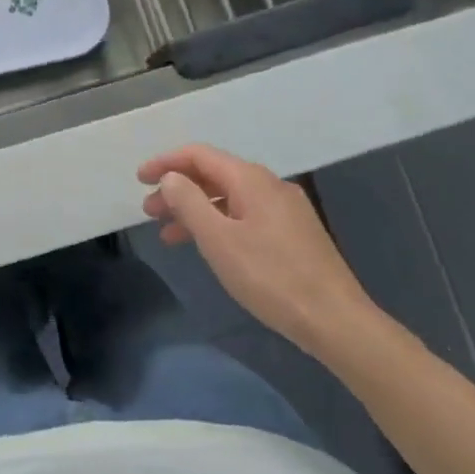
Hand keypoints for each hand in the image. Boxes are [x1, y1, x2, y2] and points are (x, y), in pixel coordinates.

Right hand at [138, 144, 373, 355]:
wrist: (335, 319)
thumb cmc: (270, 276)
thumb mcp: (219, 240)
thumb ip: (189, 203)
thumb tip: (171, 177)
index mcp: (251, 180)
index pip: (200, 155)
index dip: (166, 162)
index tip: (139, 179)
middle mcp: (269, 185)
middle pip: (214, 175)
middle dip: (178, 189)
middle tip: (149, 211)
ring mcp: (285, 209)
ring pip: (229, 198)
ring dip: (196, 210)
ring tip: (169, 234)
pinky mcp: (293, 233)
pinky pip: (245, 215)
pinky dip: (218, 223)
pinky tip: (208, 246)